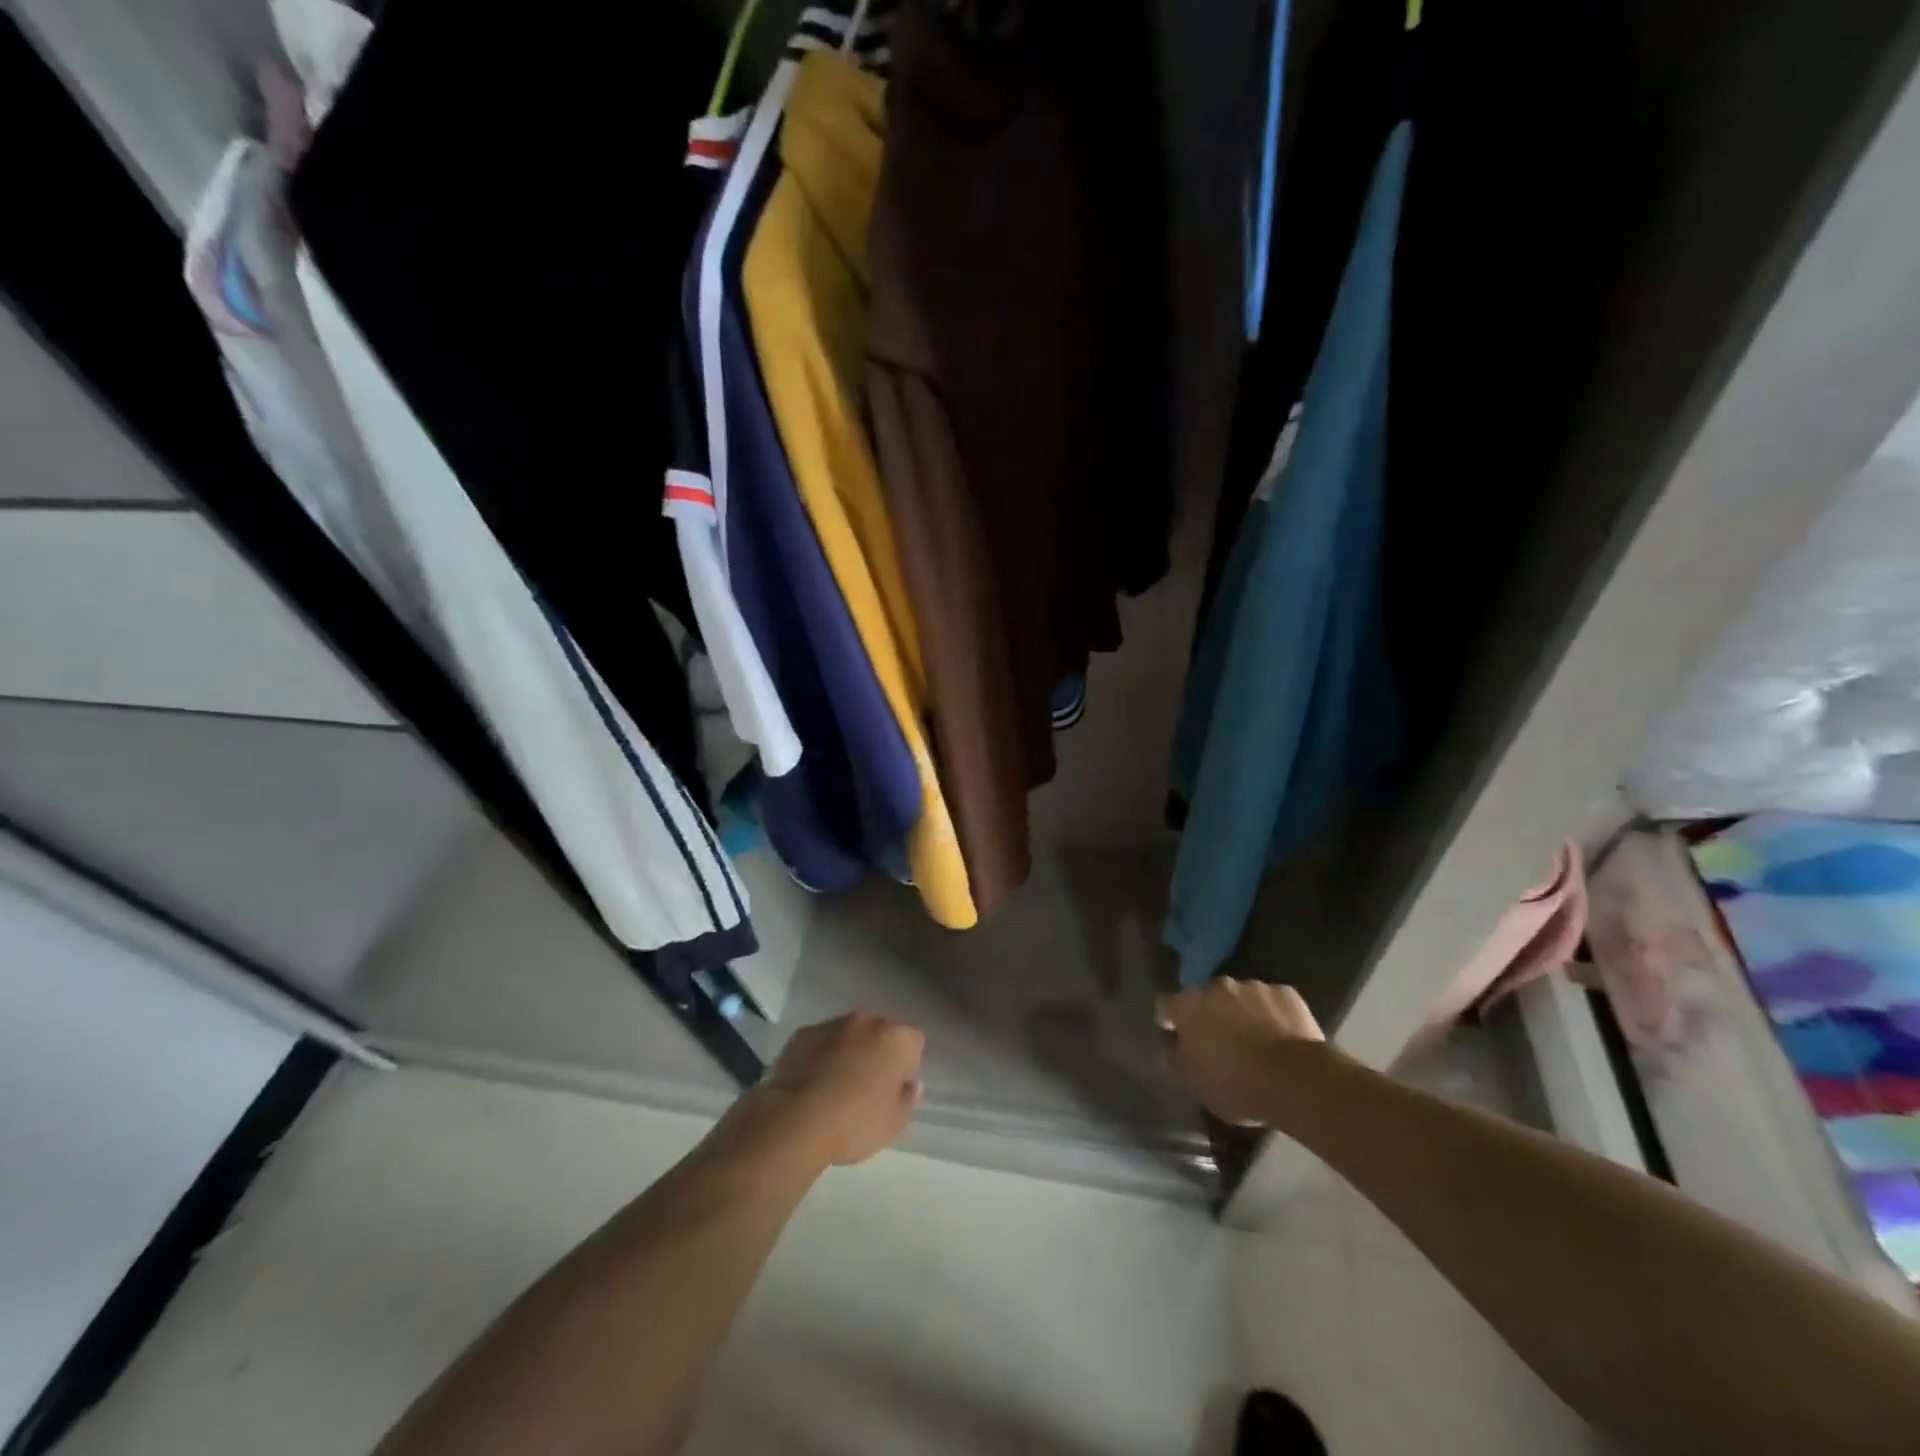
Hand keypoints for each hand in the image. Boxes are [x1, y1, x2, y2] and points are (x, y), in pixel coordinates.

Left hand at [759, 1013, 925, 1165]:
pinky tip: (811, 1083)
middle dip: (877, 1053)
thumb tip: (911, 1084)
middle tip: (867, 1088)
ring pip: (849, 1035)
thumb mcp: (893, 1123)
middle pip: (880, 1033)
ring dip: (848, 1052)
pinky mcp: (803, 1033)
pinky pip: (820, 1041)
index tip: (896, 1088)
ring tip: (835, 1086)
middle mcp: (867, 1022)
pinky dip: (820, 1055)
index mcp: (896, 1039)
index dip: (908, 1065)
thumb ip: (908, 1099)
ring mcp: (832, 1024)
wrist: (795, 1119)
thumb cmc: (854, 1123)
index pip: (914, 1042)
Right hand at [1157, 979, 1326, 1126]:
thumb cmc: (1237, 1085)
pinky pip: (1272, 1002)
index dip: (1170, 1020)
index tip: (1176, 1035)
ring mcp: (1253, 986)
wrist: (1297, 1080)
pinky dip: (1271, 1014)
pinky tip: (1281, 1037)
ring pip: (1240, 997)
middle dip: (1210, 1014)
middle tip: (1220, 1041)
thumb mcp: (1196, 1083)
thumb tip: (1173, 1046)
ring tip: (1255, 1040)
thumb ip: (1178, 1058)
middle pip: (1206, 997)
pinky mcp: (1286, 993)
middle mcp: (1217, 987)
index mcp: (1189, 1006)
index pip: (1166, 1005)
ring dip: (1241, 1012)